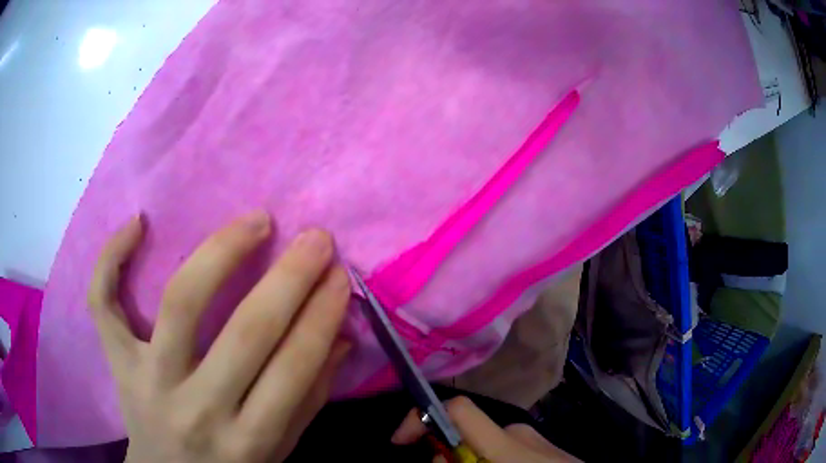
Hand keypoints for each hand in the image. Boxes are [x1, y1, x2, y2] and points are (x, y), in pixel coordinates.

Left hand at [88, 212, 351, 462]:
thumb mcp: (278, 450)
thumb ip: (308, 399)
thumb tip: (340, 337)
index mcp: (248, 440)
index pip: (293, 369)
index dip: (321, 316)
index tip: (340, 275)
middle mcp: (197, 409)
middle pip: (245, 332)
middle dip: (289, 279)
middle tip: (315, 238)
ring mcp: (148, 381)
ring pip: (180, 302)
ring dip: (222, 252)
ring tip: (255, 221)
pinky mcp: (117, 362)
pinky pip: (102, 303)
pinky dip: (111, 258)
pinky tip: (138, 222)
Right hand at [391, 396, 580, 462]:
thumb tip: (435, 456)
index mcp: (507, 440)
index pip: (459, 408)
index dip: (421, 417)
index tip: (399, 440)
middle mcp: (518, 432)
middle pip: (465, 433)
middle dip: (444, 454)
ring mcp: (533, 439)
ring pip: (484, 447)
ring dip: (468, 461)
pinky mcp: (542, 448)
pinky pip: (504, 452)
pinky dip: (489, 462)